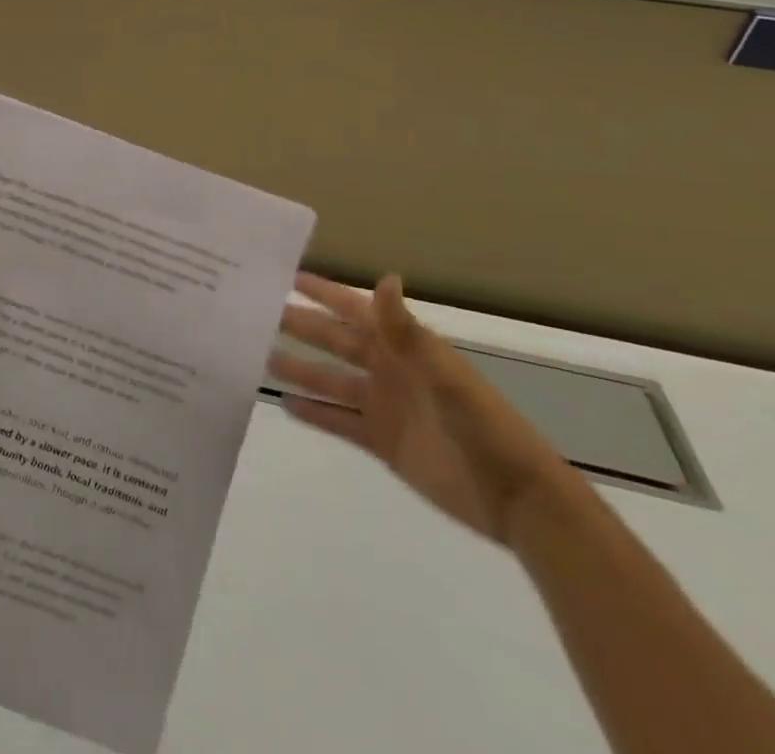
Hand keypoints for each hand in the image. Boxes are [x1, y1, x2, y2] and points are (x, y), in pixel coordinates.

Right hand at [270, 274, 576, 545]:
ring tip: (258, 356)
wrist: (517, 499)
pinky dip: (313, 412)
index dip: (324, 293)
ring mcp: (383, 406)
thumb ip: (408, 331)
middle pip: (334, 342)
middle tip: (256, 312)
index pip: (354, 310)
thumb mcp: (444, 376)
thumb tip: (385, 277)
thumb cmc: (483, 427)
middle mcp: (387, 370)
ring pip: (329, 380)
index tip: (288, 276)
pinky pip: (338, 420)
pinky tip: (285, 403)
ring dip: (298, 368)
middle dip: (300, 325)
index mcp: (403, 348)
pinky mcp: (381, 441)